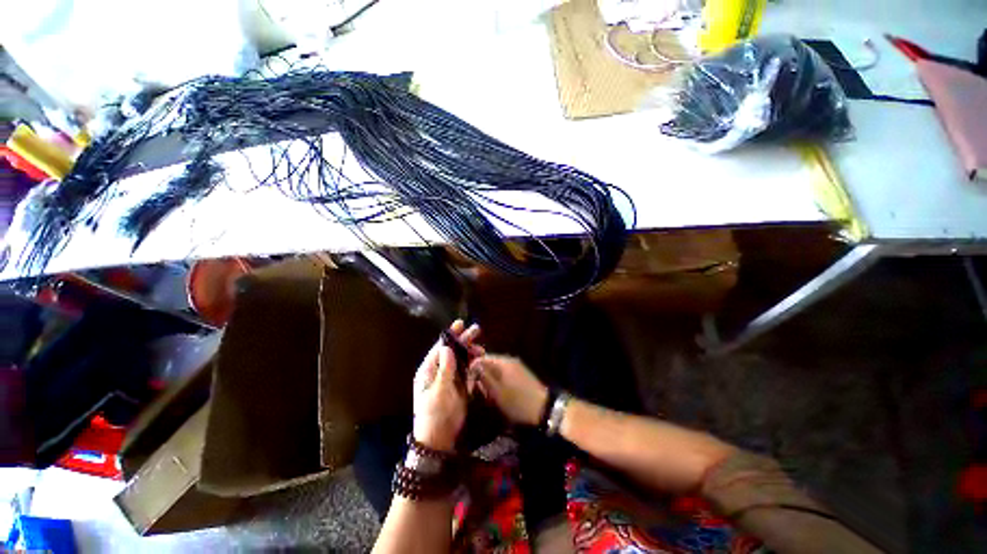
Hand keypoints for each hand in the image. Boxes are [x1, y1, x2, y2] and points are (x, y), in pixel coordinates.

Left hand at [413, 320, 481, 451]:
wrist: (439, 438)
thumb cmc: (433, 414)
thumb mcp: (438, 392)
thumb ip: (444, 370)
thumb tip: (447, 348)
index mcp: (428, 370)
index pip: (439, 348)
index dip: (450, 335)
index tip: (460, 324)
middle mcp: (438, 370)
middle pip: (452, 350)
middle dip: (463, 340)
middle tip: (476, 329)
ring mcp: (449, 377)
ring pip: (460, 358)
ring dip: (470, 351)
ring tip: (482, 348)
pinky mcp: (458, 385)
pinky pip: (466, 369)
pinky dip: (473, 363)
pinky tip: (480, 359)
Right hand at [470, 355, 547, 425]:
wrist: (544, 408)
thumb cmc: (518, 402)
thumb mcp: (497, 392)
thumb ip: (484, 377)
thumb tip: (472, 366)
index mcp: (502, 362)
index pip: (481, 358)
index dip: (472, 370)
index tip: (469, 385)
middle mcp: (509, 360)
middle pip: (488, 362)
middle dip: (481, 375)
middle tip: (479, 392)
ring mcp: (516, 366)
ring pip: (496, 368)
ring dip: (489, 379)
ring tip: (488, 395)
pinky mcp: (521, 373)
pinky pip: (504, 373)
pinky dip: (498, 381)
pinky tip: (499, 393)